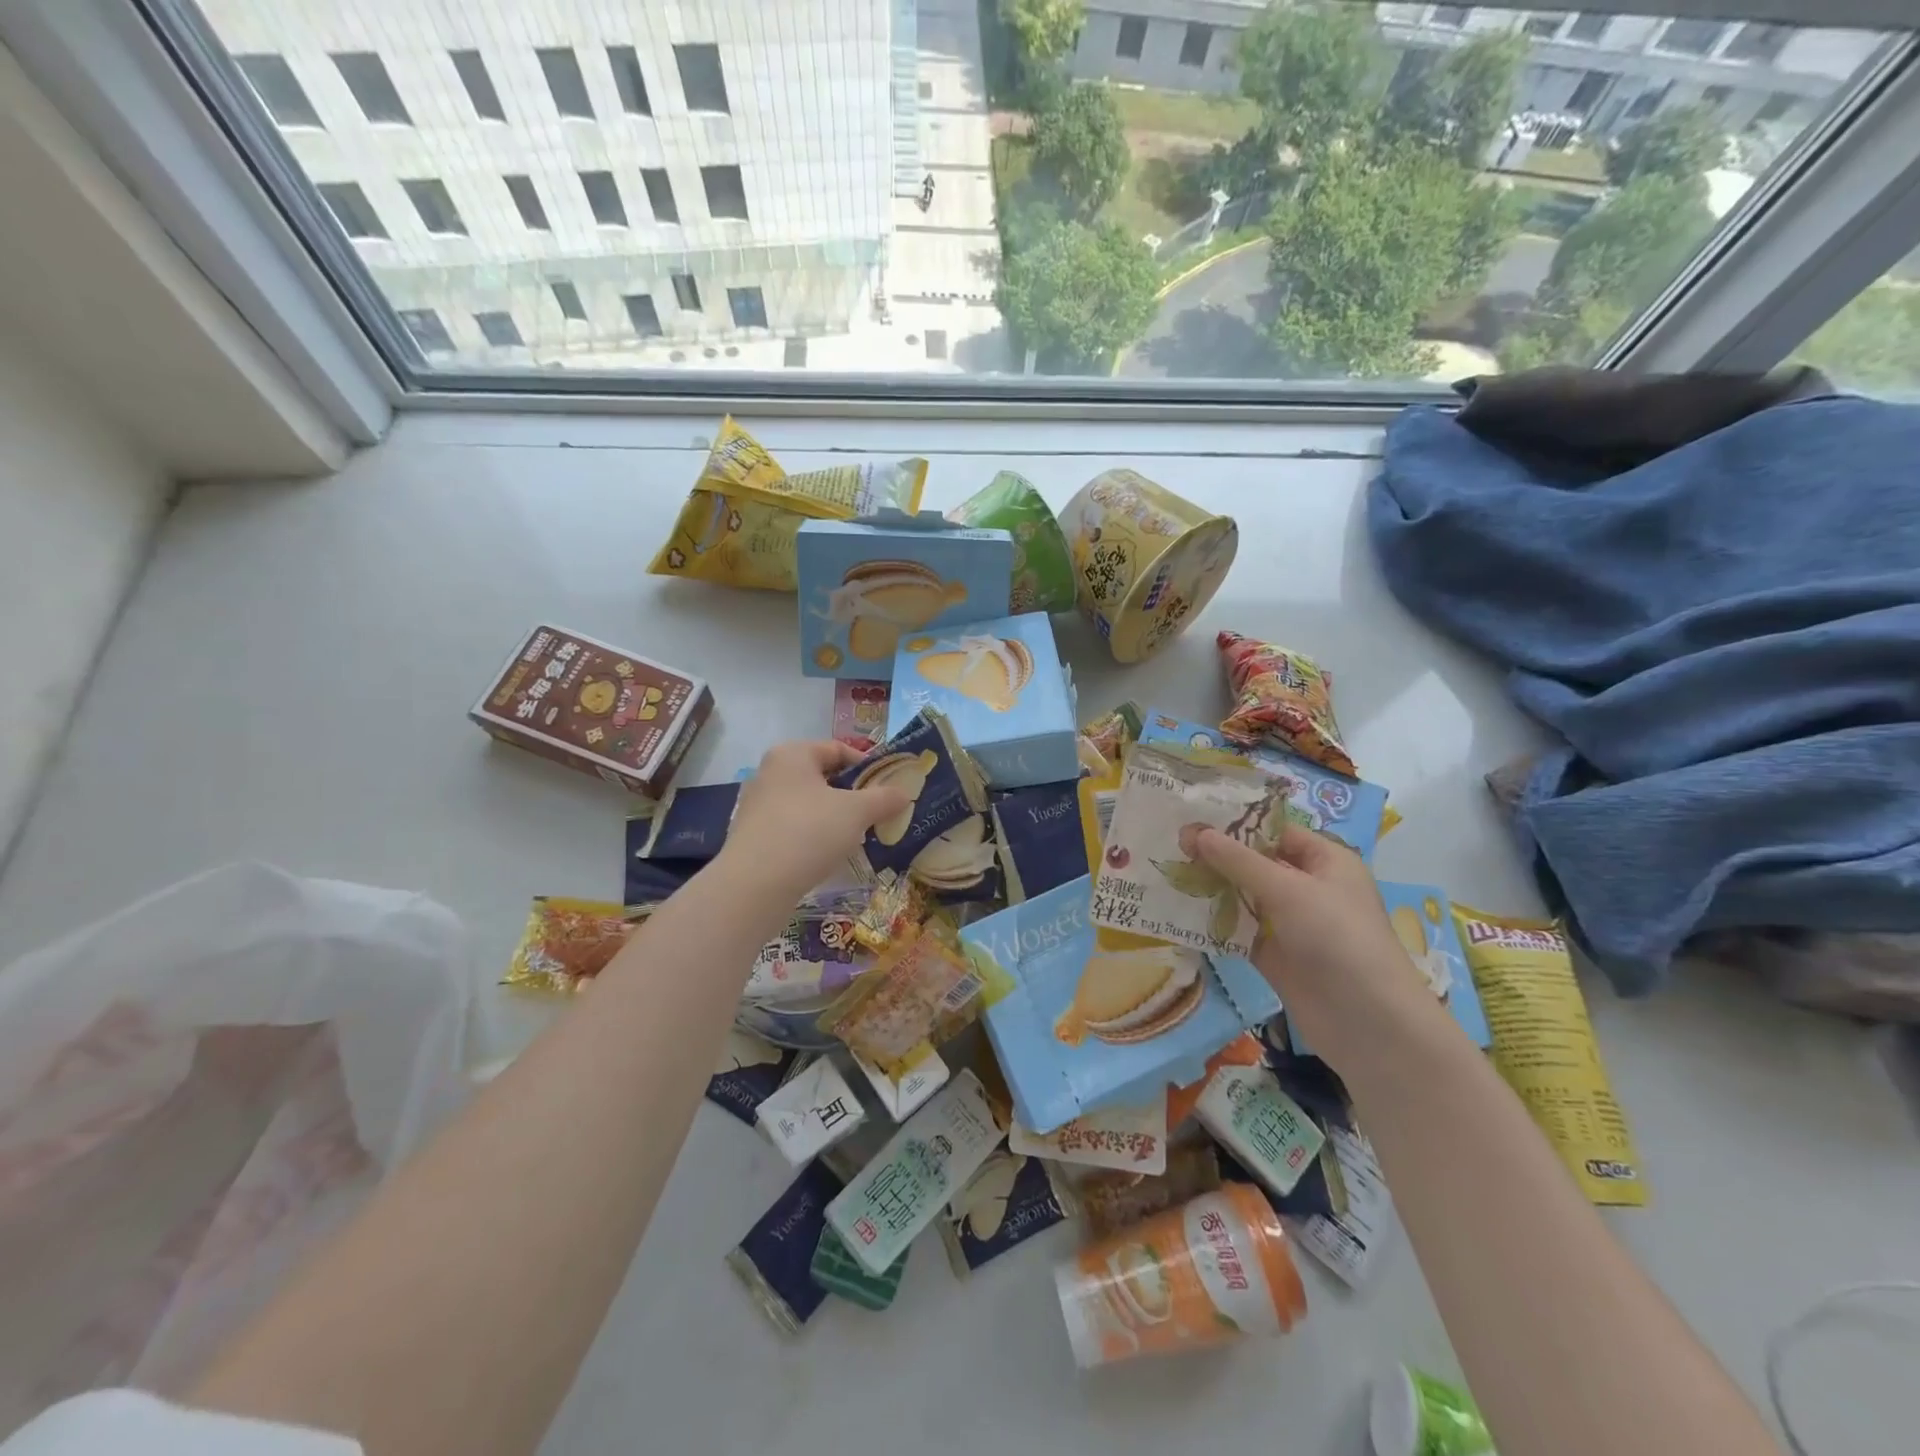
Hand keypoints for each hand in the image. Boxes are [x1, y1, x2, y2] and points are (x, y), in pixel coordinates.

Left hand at [720, 740, 910, 899]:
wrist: (754, 885)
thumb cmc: (808, 832)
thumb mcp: (856, 812)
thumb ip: (884, 798)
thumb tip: (904, 793)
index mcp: (792, 754)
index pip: (838, 749)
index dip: (868, 766)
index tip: (890, 787)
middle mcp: (770, 773)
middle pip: (823, 777)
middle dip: (854, 794)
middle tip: (879, 812)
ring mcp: (759, 806)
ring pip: (809, 804)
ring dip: (836, 817)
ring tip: (860, 836)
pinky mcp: (755, 836)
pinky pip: (794, 828)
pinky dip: (815, 836)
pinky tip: (831, 854)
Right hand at [1184, 822, 1457, 1076]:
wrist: (1366, 1022)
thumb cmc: (1337, 939)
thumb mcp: (1287, 890)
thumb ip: (1237, 860)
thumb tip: (1194, 831)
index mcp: (1324, 860)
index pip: (1274, 830)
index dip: (1235, 822)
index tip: (1191, 815)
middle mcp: (1308, 886)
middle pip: (1254, 862)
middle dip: (1215, 855)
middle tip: (1169, 843)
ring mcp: (1290, 922)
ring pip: (1242, 895)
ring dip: (1210, 887)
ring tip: (1165, 872)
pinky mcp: (1273, 953)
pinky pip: (1237, 929)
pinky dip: (1213, 921)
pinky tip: (1177, 911)